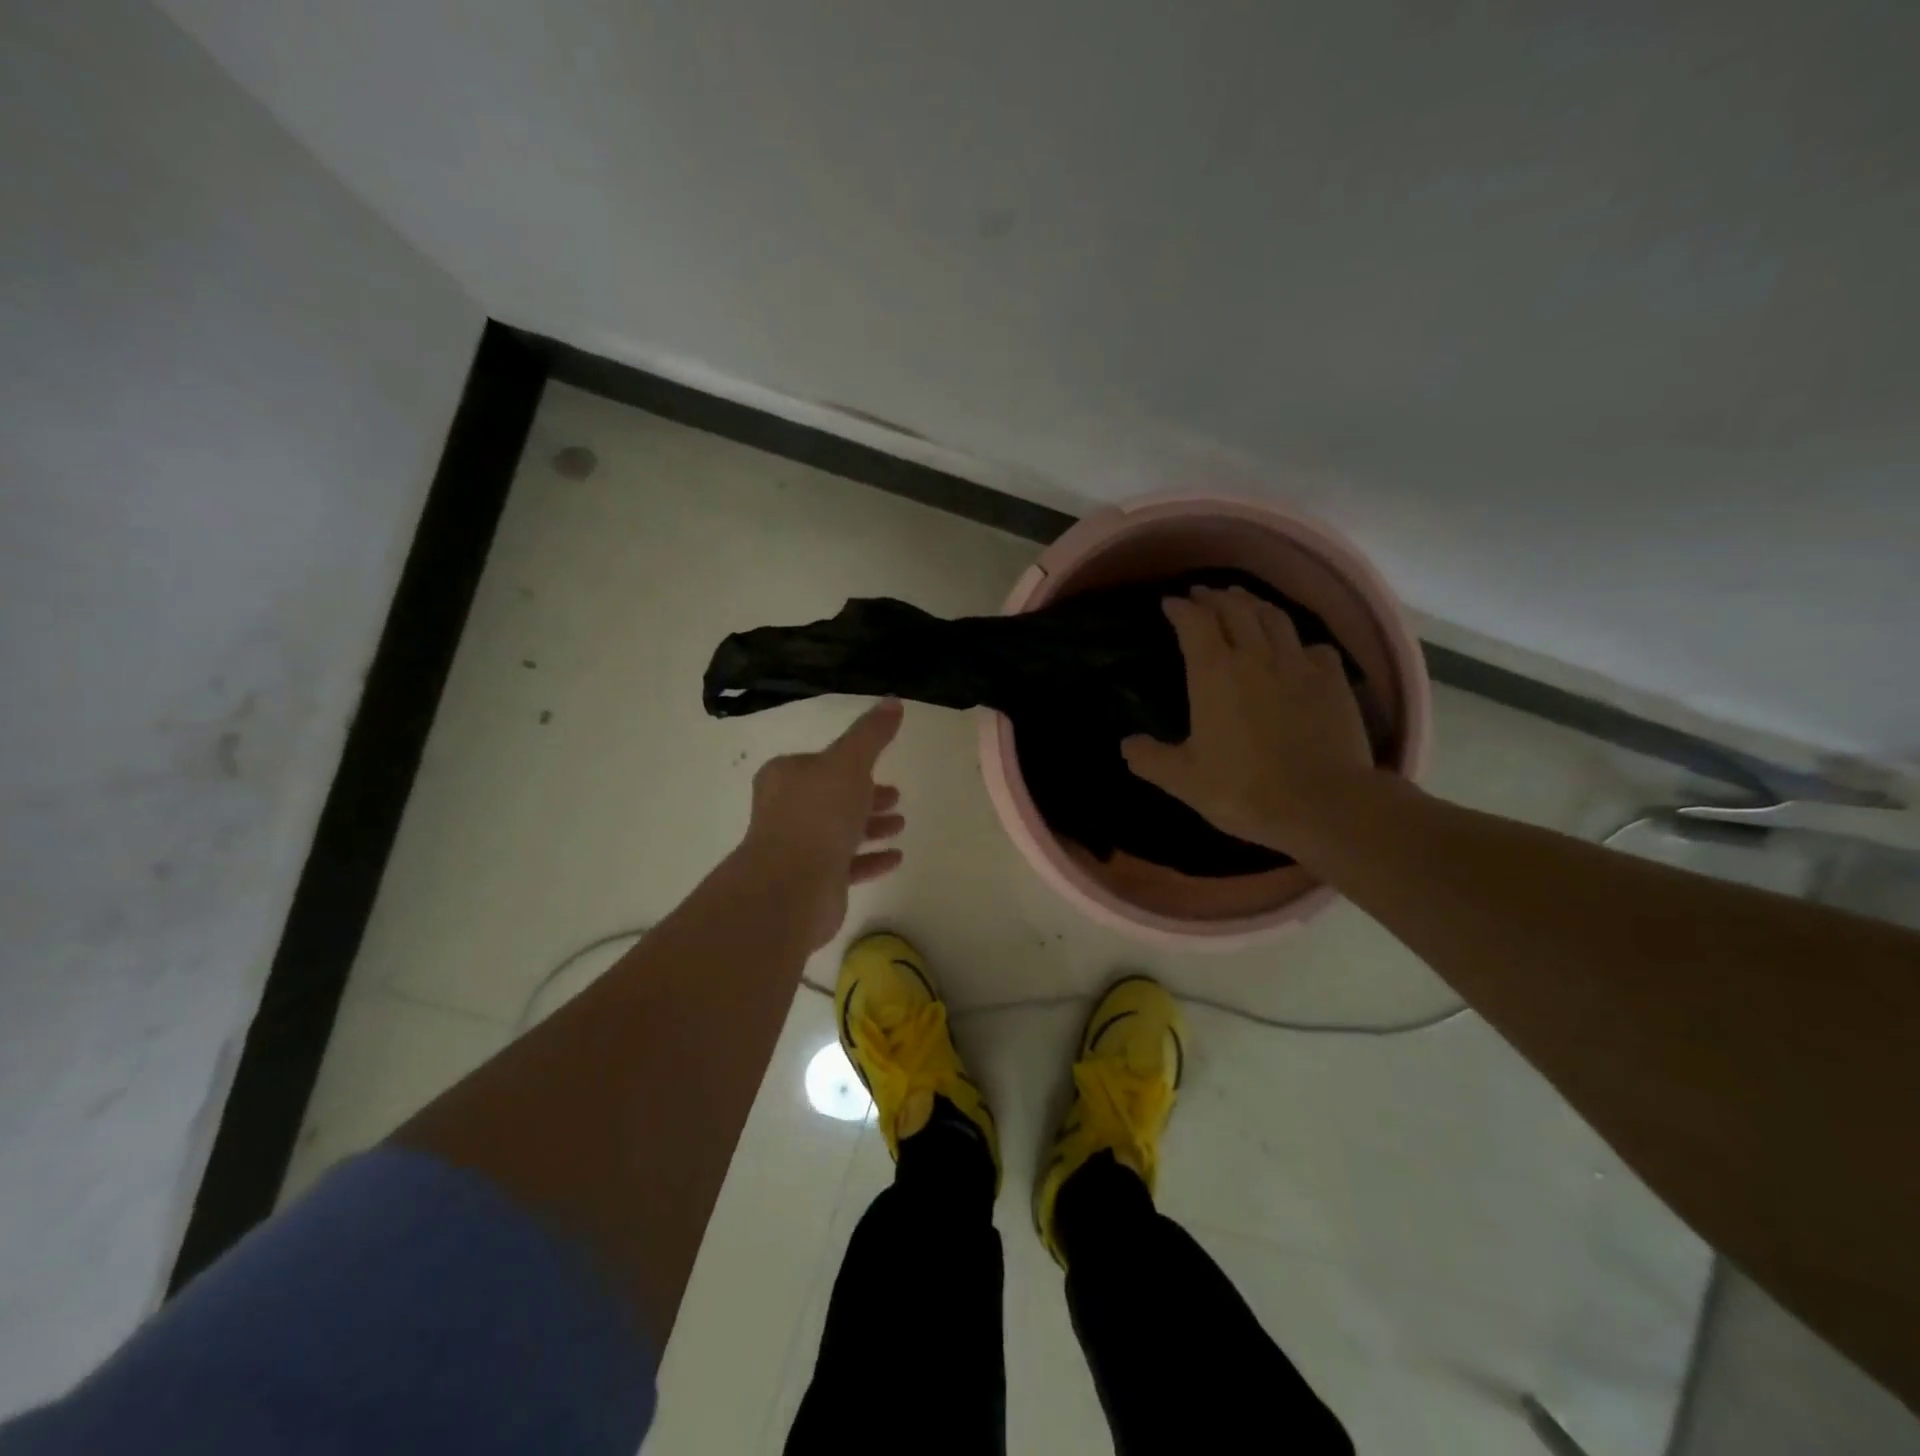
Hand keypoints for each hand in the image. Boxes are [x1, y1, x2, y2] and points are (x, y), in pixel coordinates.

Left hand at [740, 698, 906, 947]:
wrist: (791, 885)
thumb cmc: (818, 813)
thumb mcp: (850, 762)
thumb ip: (872, 733)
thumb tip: (893, 701)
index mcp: (786, 776)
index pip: (820, 763)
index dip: (851, 763)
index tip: (879, 767)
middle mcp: (786, 810)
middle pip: (831, 797)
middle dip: (864, 796)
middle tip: (895, 796)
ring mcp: (796, 849)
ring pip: (839, 831)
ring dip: (870, 827)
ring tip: (900, 824)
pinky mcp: (811, 882)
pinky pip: (846, 865)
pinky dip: (869, 859)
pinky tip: (895, 858)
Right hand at [1120, 586, 1373, 854]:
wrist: (1322, 804)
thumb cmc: (1243, 789)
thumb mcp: (1183, 781)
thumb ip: (1150, 759)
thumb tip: (1126, 744)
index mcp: (1214, 673)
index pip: (1194, 623)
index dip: (1181, 608)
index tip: (1170, 603)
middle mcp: (1255, 656)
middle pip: (1235, 609)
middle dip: (1215, 597)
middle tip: (1203, 594)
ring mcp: (1298, 664)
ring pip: (1275, 618)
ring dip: (1254, 604)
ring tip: (1243, 601)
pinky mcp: (1333, 680)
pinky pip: (1315, 647)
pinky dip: (1299, 641)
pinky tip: (1297, 648)